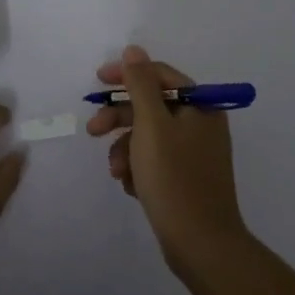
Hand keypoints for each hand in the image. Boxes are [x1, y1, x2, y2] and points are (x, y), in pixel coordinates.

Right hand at [87, 45, 248, 275]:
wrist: (200, 245)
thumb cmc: (174, 178)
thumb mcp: (151, 126)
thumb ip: (140, 85)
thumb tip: (134, 50)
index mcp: (200, 106)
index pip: (159, 75)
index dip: (126, 75)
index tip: (97, 81)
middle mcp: (200, 124)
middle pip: (151, 106)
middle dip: (119, 118)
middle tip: (93, 130)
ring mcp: (193, 153)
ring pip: (147, 136)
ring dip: (125, 149)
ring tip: (116, 171)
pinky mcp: (184, 177)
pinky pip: (153, 160)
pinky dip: (137, 168)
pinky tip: (130, 186)